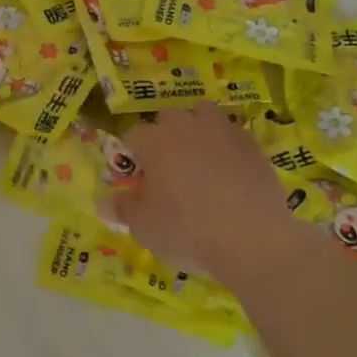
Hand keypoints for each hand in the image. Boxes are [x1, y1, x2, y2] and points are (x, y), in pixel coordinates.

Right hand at [108, 103, 307, 283]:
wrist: (253, 239)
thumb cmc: (187, 230)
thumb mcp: (144, 226)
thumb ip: (122, 208)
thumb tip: (103, 201)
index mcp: (155, 141)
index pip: (133, 135)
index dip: (132, 157)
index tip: (138, 181)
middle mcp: (188, 126)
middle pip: (168, 118)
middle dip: (163, 137)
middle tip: (167, 171)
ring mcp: (224, 131)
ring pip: (203, 116)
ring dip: (196, 132)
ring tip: (198, 163)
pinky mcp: (253, 145)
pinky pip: (231, 136)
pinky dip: (225, 147)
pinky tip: (228, 174)